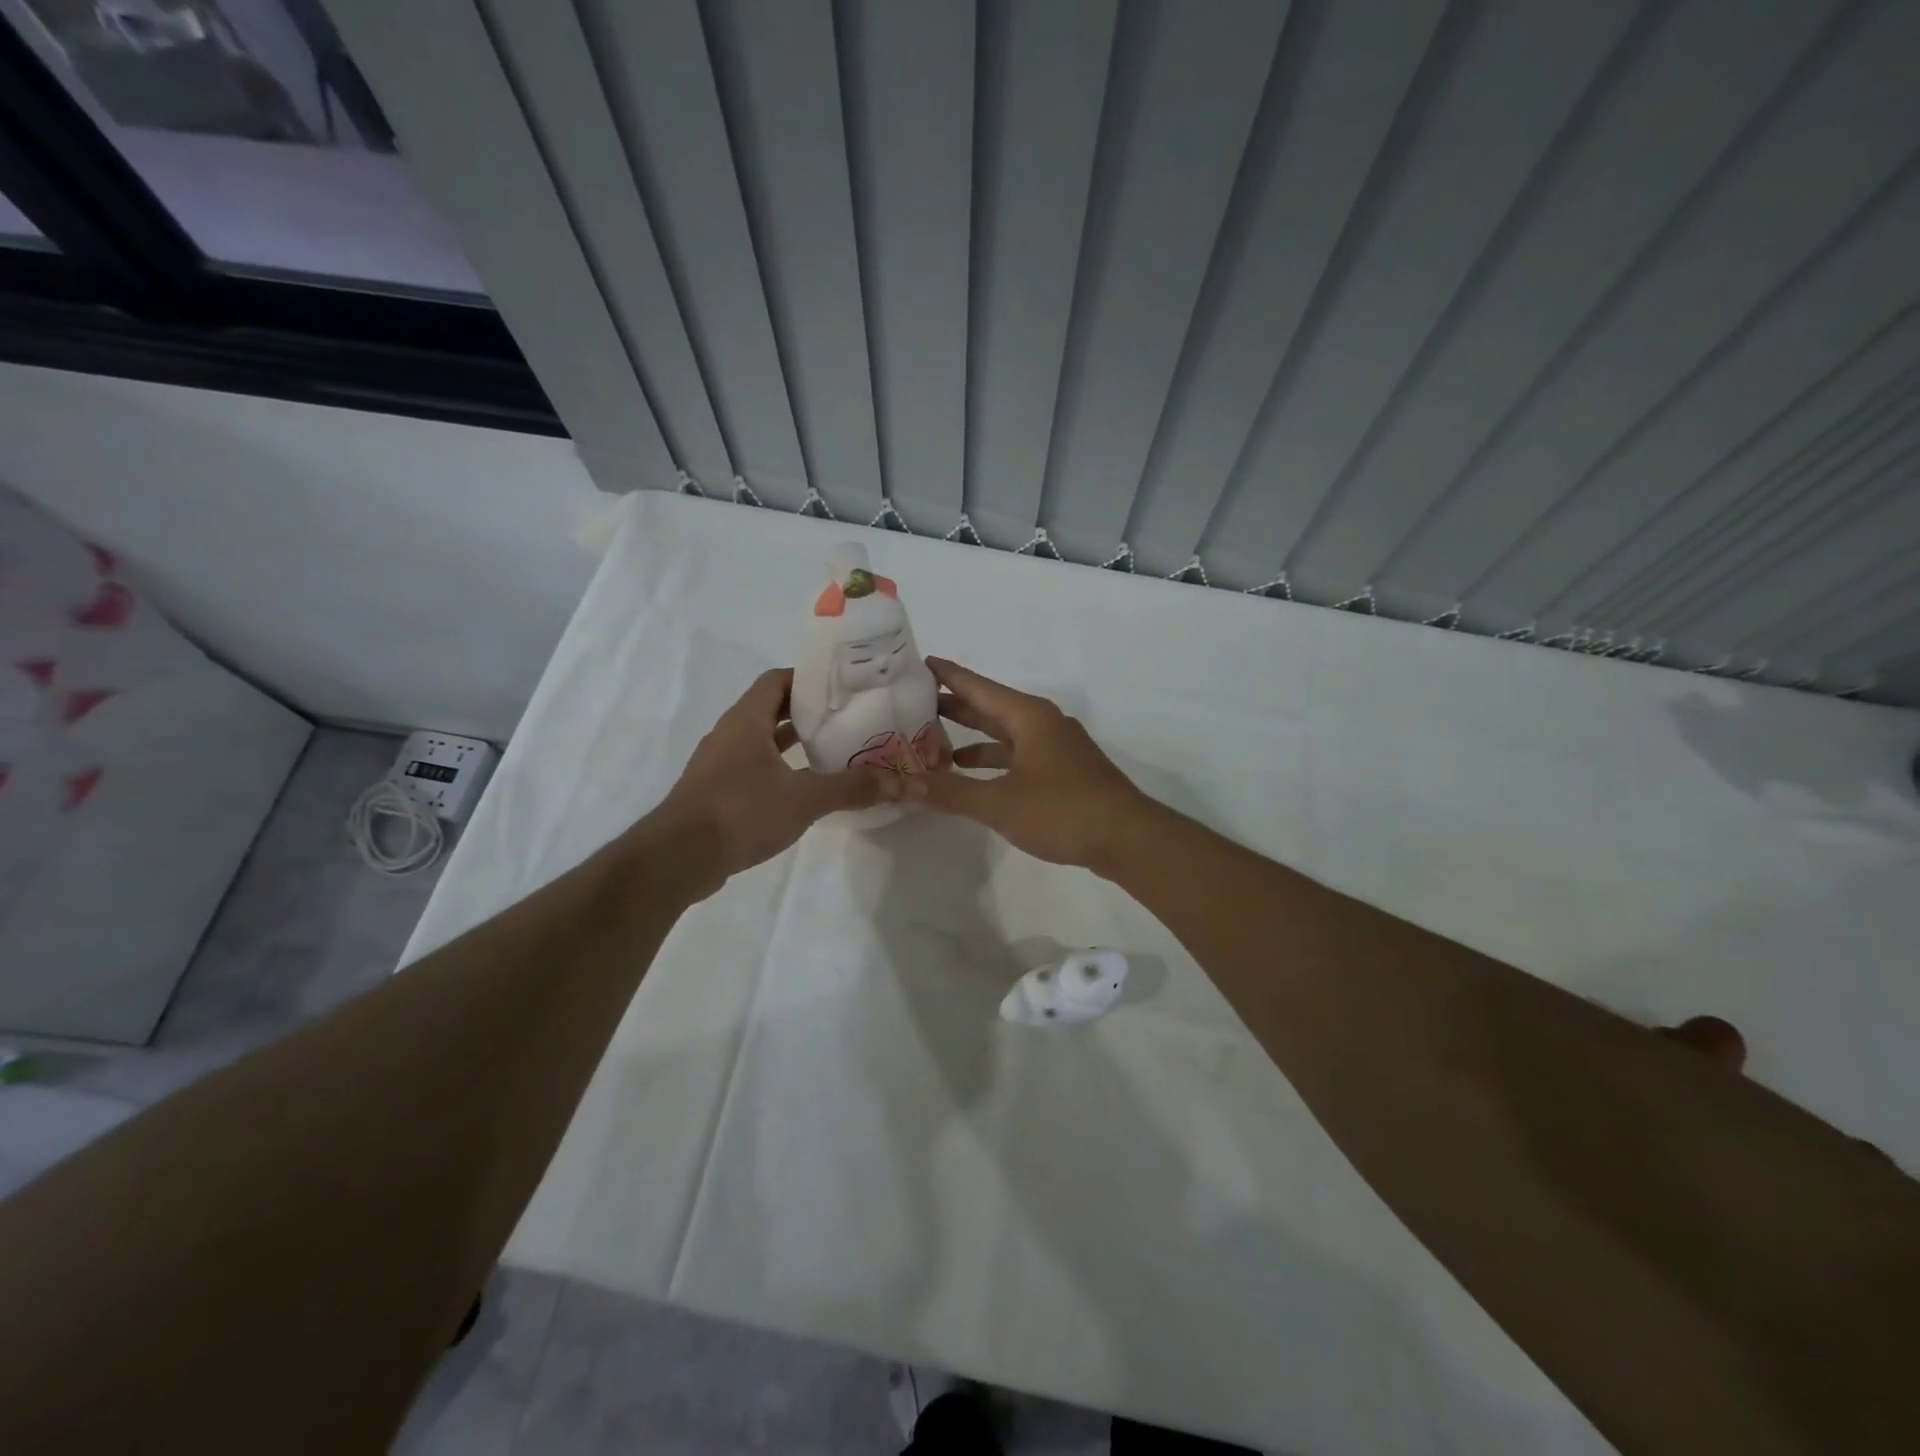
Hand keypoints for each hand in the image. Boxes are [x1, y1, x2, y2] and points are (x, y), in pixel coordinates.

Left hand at [653, 669, 897, 888]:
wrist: (679, 857)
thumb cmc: (741, 811)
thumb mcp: (804, 798)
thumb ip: (850, 788)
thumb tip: (899, 784)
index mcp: (746, 720)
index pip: (776, 680)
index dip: (807, 679)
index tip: (839, 688)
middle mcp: (729, 734)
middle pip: (770, 709)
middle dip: (806, 712)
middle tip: (844, 718)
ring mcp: (718, 764)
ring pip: (760, 740)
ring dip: (791, 742)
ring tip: (830, 749)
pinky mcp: (715, 792)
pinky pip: (752, 767)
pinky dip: (777, 768)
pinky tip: (802, 787)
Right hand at [916, 657, 1152, 870]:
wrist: (1127, 838)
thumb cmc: (1062, 810)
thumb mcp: (999, 802)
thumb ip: (951, 792)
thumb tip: (904, 785)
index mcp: (1028, 716)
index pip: (977, 686)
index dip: (946, 675)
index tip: (916, 663)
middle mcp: (1042, 723)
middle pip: (989, 707)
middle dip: (953, 706)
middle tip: (912, 703)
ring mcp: (1056, 746)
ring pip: (1004, 733)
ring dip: (972, 737)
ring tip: (933, 743)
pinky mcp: (1063, 770)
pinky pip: (1018, 754)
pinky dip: (993, 760)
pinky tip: (972, 775)